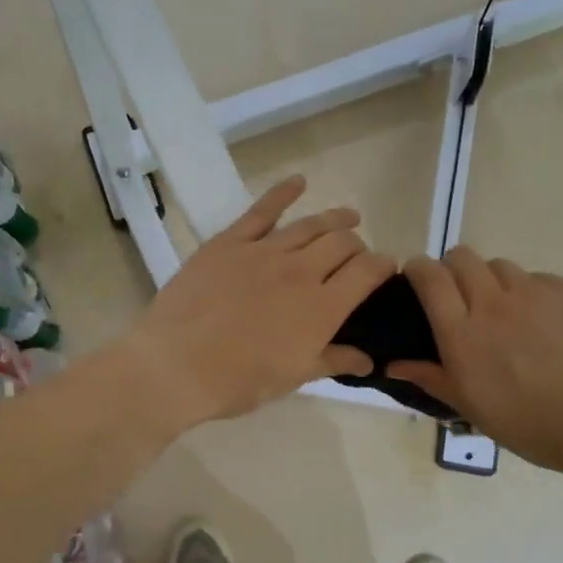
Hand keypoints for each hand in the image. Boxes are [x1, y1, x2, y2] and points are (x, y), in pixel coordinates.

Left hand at [124, 177, 396, 426]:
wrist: (176, 365)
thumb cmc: (238, 381)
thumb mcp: (292, 377)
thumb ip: (333, 361)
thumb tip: (369, 360)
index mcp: (322, 308)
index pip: (367, 272)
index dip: (383, 266)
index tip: (385, 268)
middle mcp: (300, 271)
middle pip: (342, 243)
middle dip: (357, 246)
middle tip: (356, 255)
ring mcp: (264, 252)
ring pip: (310, 225)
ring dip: (335, 219)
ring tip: (349, 217)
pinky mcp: (230, 242)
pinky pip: (262, 210)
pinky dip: (284, 192)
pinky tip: (299, 181)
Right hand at [390, 249, 562, 476]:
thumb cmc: (529, 424)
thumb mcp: (471, 407)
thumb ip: (430, 377)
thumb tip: (392, 363)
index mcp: (462, 331)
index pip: (429, 275)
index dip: (418, 269)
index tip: (418, 282)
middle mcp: (494, 302)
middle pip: (462, 257)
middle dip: (453, 269)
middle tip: (460, 298)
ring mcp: (535, 292)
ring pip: (500, 265)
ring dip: (492, 281)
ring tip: (504, 311)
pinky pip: (538, 279)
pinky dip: (530, 293)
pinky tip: (543, 323)